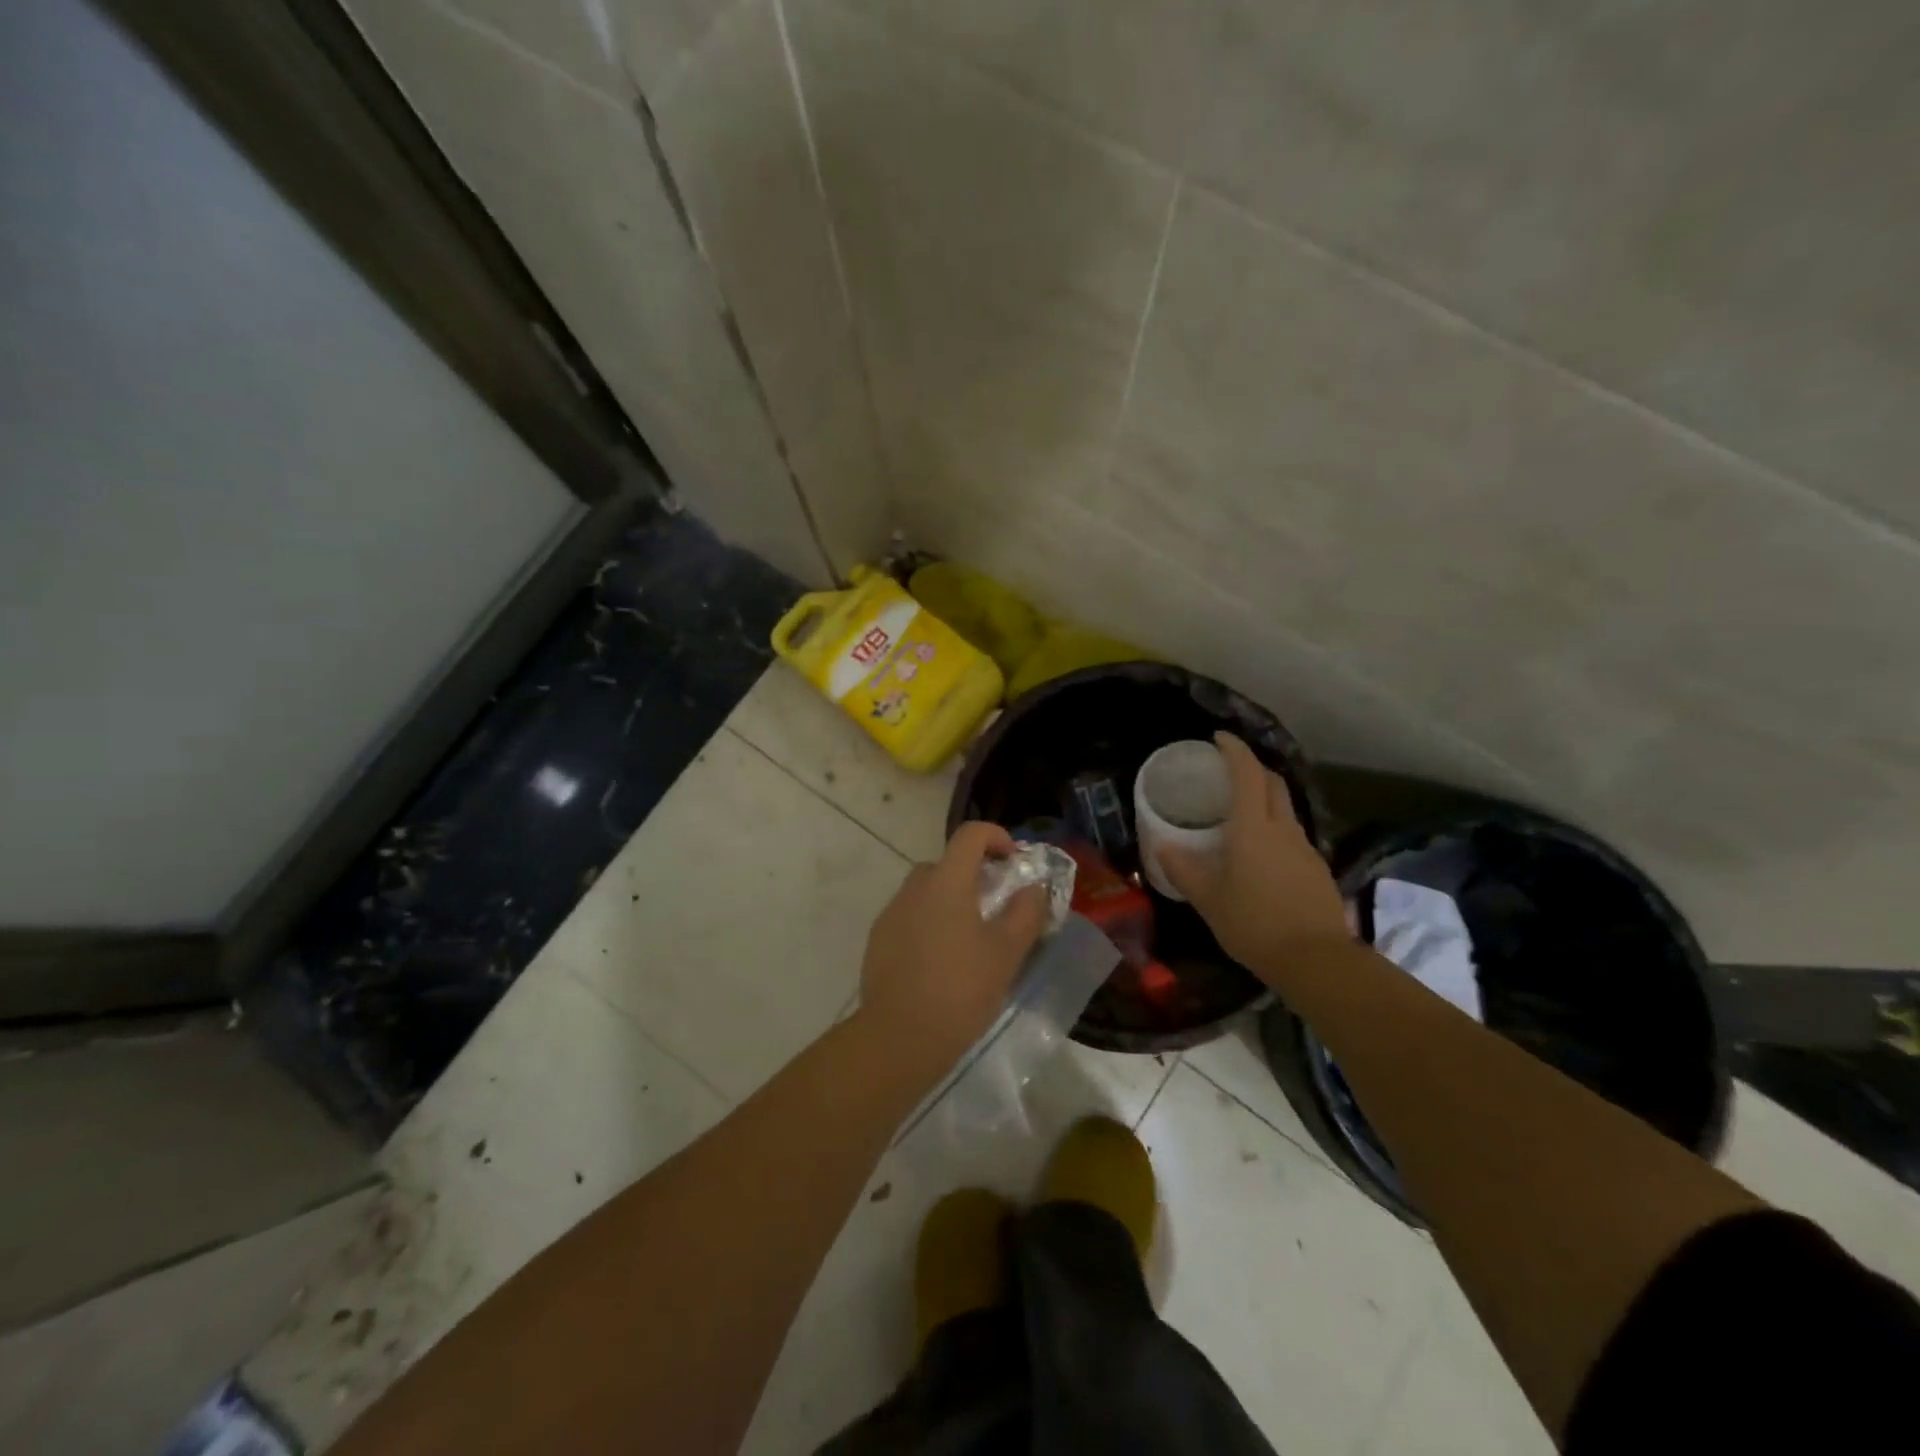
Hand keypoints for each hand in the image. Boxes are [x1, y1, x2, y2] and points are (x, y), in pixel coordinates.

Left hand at [857, 822, 1049, 1066]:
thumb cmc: (960, 989)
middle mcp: (914, 888)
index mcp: (946, 882)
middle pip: (946, 864)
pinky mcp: (878, 940)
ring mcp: (891, 914)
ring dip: (949, 901)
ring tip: (970, 940)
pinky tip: (941, 961)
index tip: (1013, 862)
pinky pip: (909, 917)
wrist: (899, 1036)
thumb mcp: (1006, 953)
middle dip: (973, 875)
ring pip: (926, 892)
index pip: (970, 835)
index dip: (996, 837)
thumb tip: (1033, 888)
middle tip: (995, 908)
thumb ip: (1025, 913)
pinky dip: (929, 924)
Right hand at [1159, 733, 1348, 979]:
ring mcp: (1305, 848)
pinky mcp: (1316, 869)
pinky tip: (1262, 854)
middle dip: (1253, 768)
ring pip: (1285, 810)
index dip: (1234, 750)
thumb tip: (1164, 847)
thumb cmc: (1253, 923)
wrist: (1315, 960)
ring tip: (1242, 814)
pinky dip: (1275, 829)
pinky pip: (1292, 836)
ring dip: (1266, 799)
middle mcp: (1283, 829)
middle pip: (1273, 783)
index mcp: (1253, 827)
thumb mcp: (1208, 899)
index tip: (1219, 738)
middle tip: (1229, 772)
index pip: (1247, 773)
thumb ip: (1184, 870)